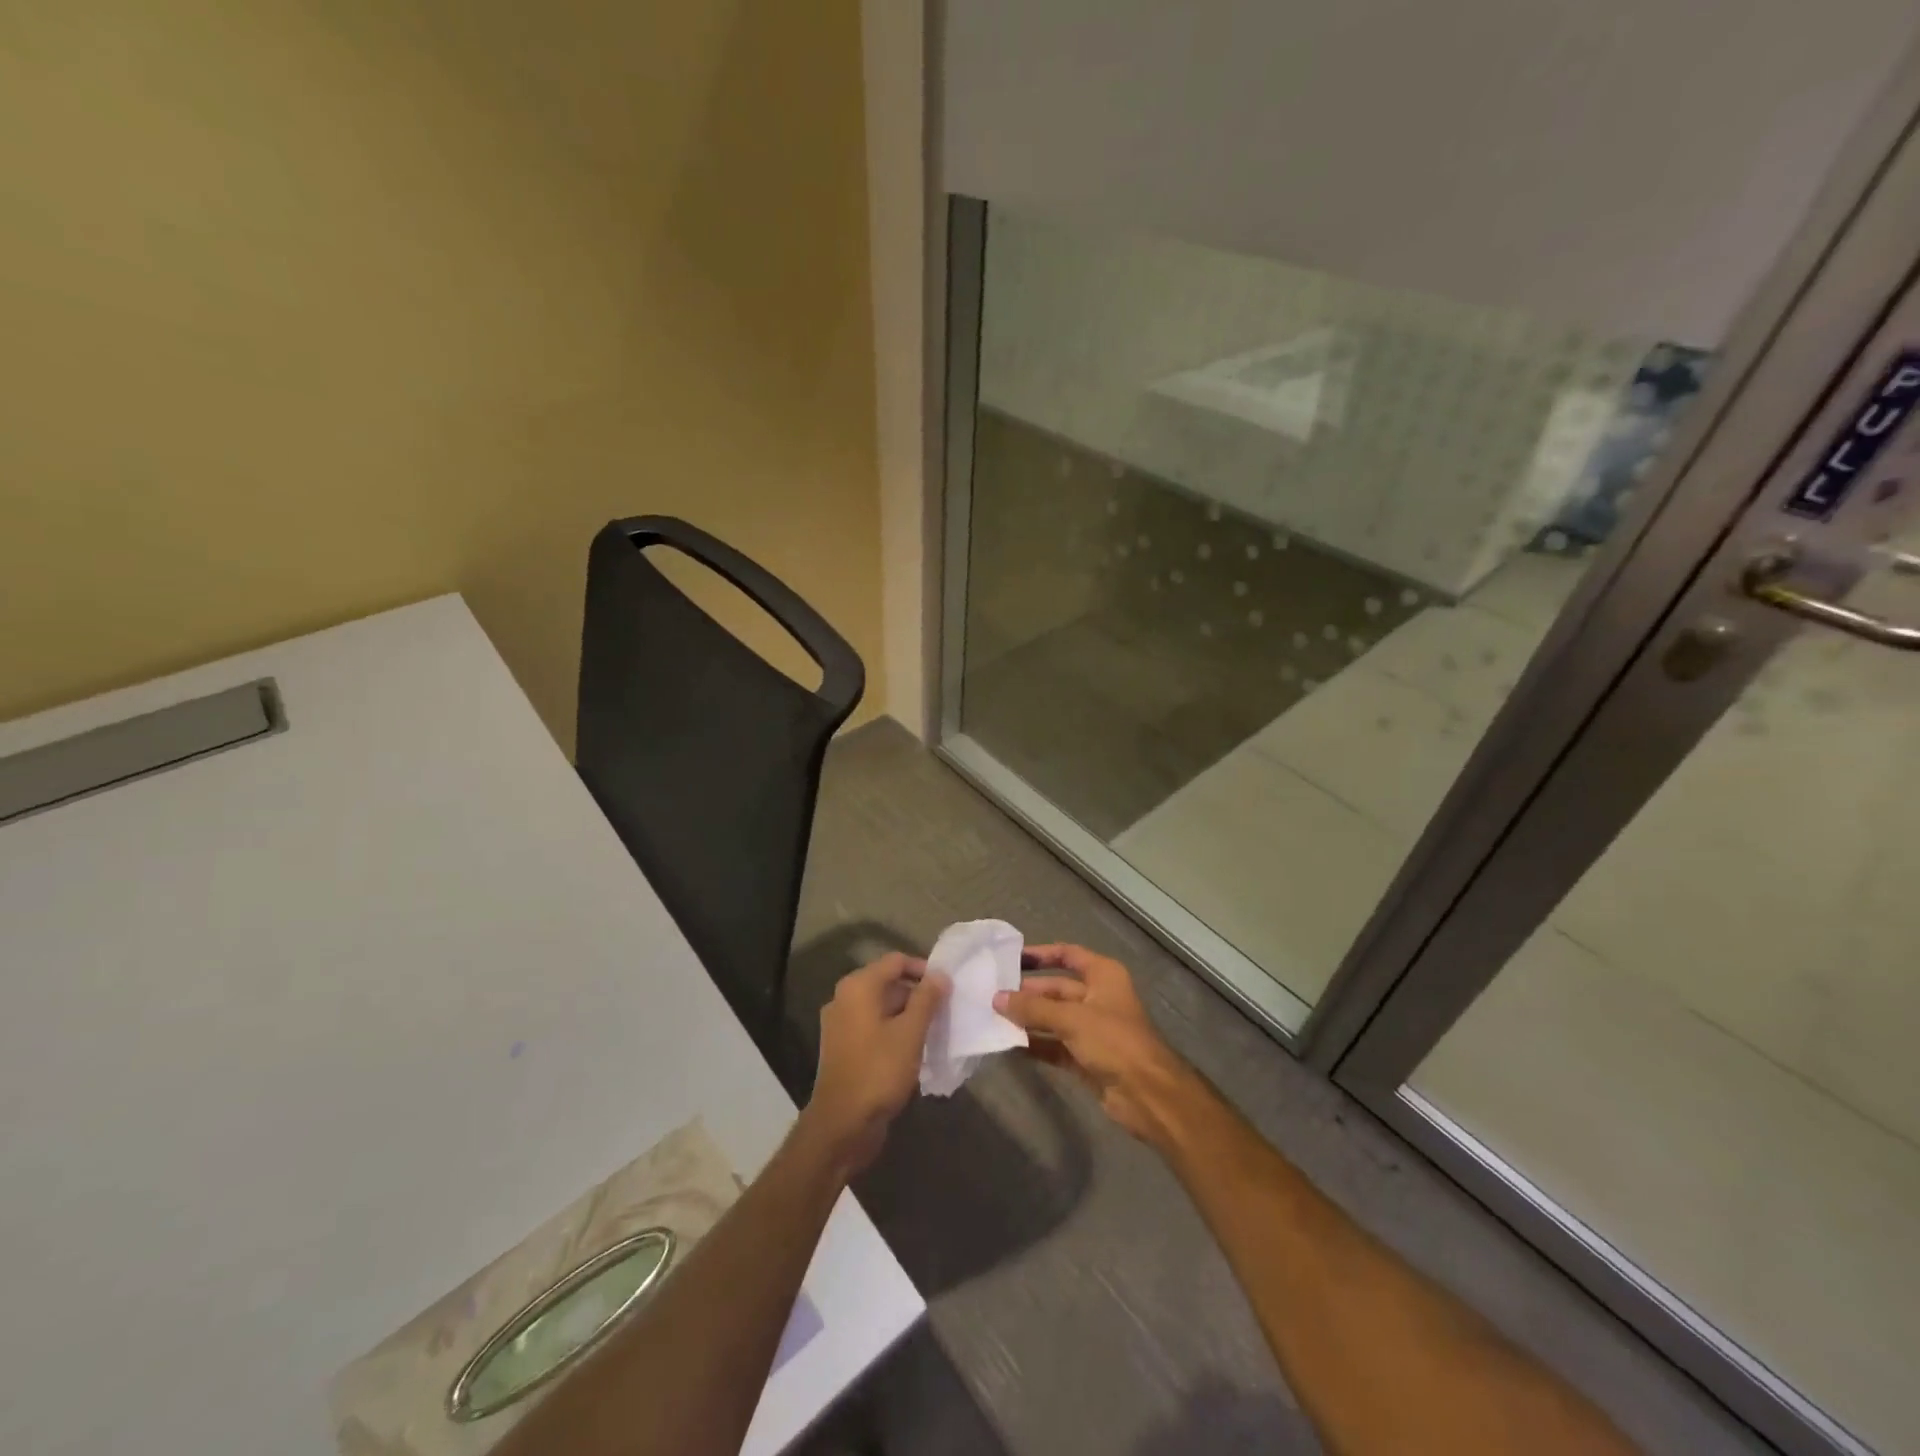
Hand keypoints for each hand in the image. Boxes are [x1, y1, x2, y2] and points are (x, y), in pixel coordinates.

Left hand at [800, 953, 948, 1175]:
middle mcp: (845, 998)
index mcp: (858, 987)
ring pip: (882, 1007)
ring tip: (936, 1030)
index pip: (896, 961)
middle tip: (946, 1010)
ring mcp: (841, 1024)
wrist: (842, 1125)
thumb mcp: (910, 1033)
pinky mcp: (844, 1047)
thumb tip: (940, 975)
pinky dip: (894, 1031)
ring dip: (908, 1014)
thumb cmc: (878, 1071)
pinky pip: (873, 1027)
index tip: (948, 986)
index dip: (924, 968)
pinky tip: (915, 1049)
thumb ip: (927, 999)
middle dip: (918, 994)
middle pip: (888, 982)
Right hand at [994, 944, 1196, 1146]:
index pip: (1067, 954)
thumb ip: (1032, 1009)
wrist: (1148, 1094)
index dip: (1040, 955)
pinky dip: (1035, 1044)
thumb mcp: (1071, 1019)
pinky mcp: (1086, 1057)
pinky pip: (1054, 1045)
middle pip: (1056, 989)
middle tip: (992, 995)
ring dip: (1027, 1019)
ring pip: (1053, 1018)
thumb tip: (997, 998)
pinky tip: (1008, 1045)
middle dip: (1027, 993)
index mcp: (1103, 975)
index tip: (1010, 958)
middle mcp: (1097, 997)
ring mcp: (1092, 1029)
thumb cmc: (1114, 1041)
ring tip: (993, 1018)